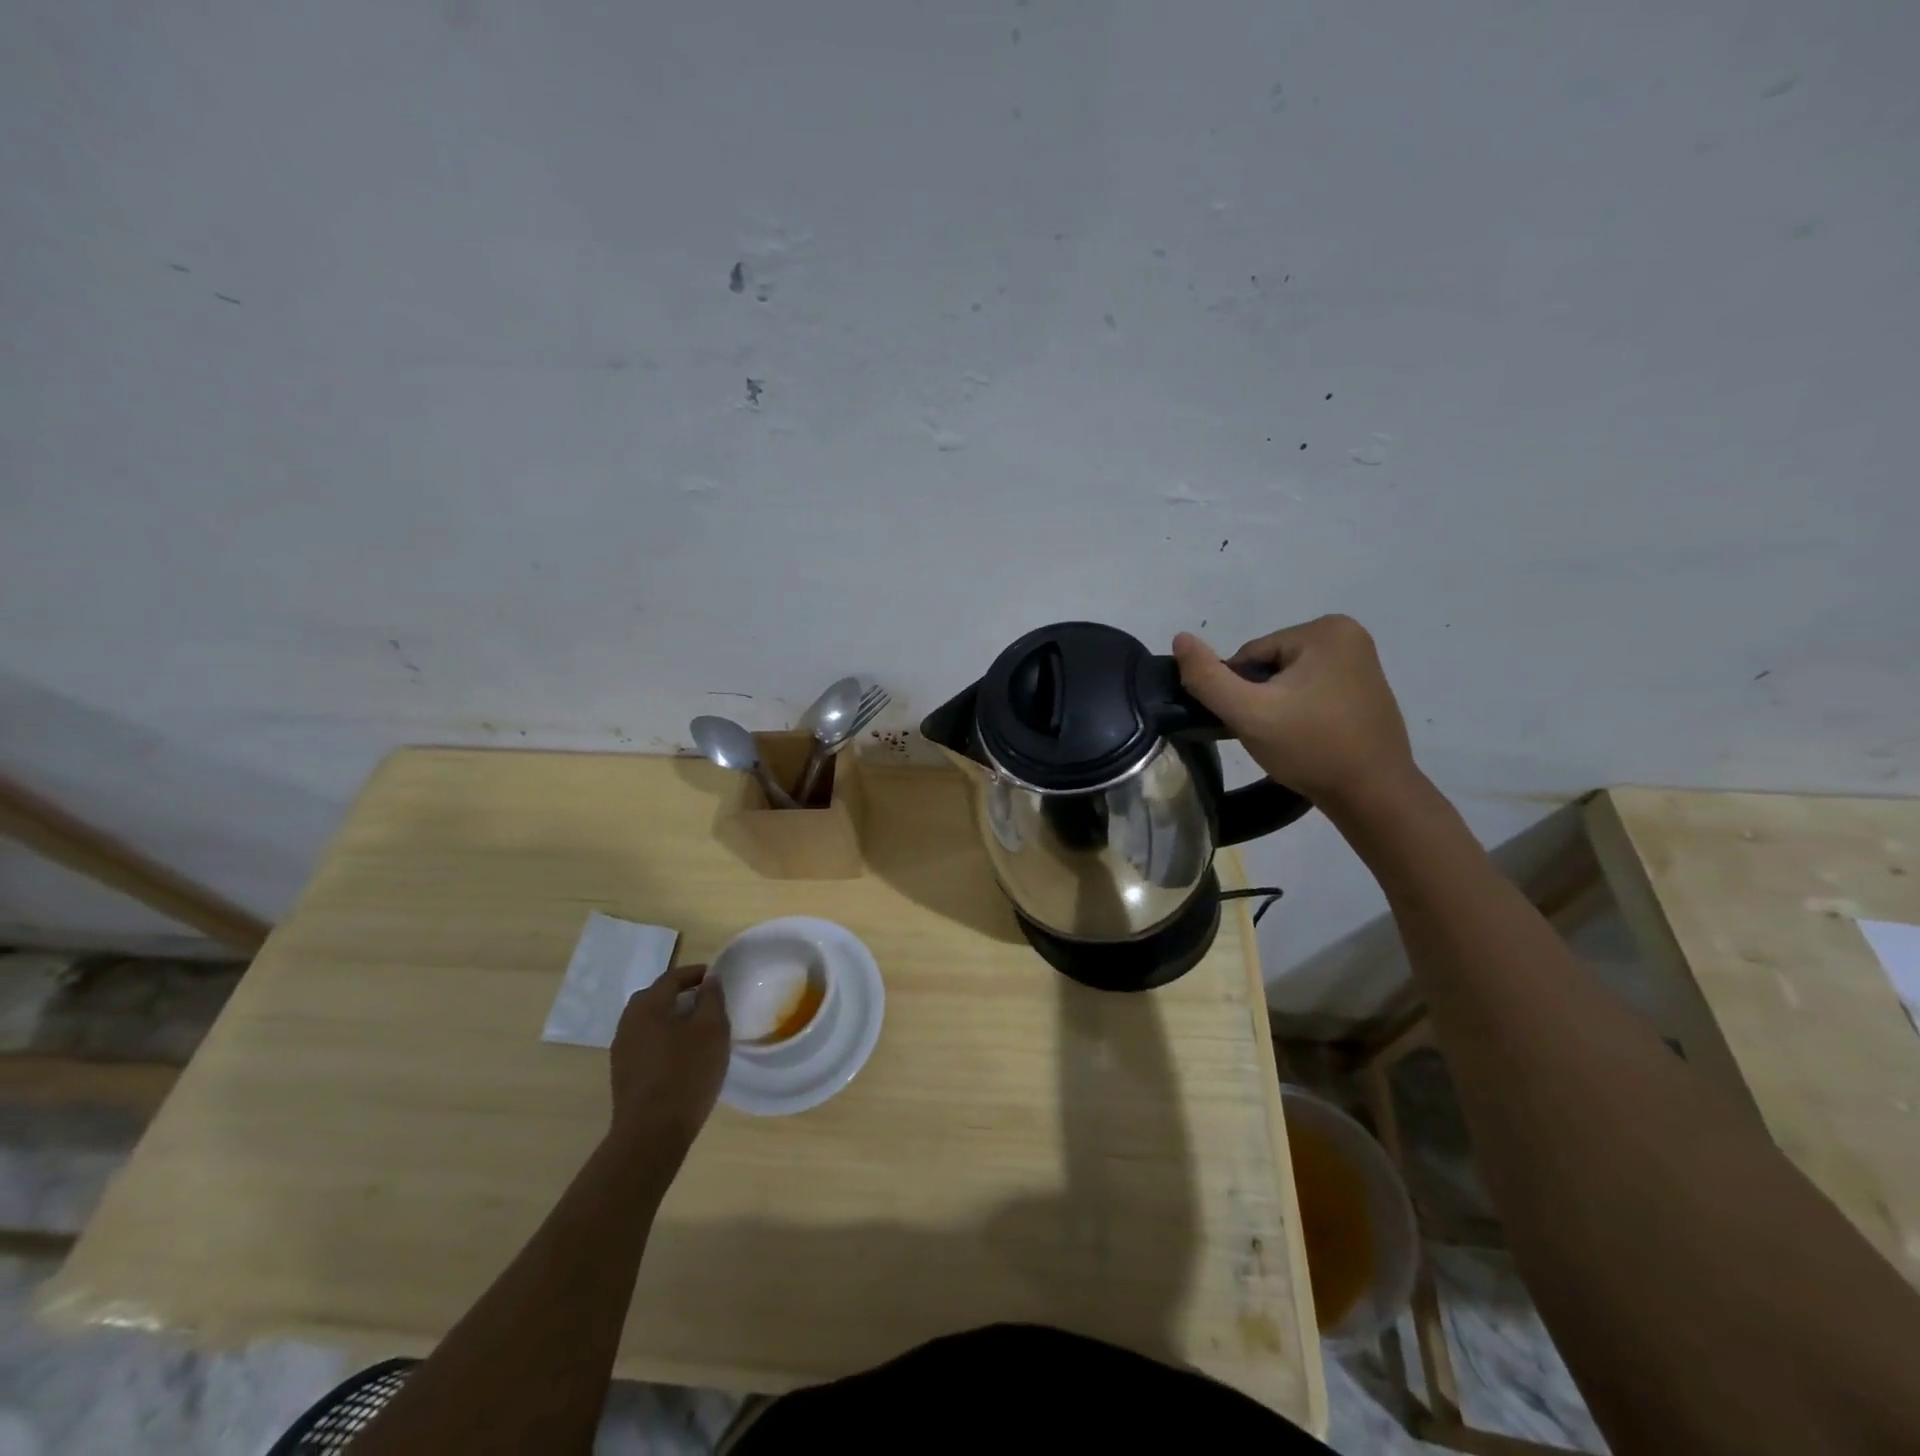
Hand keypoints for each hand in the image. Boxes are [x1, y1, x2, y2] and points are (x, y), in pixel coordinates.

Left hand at [608, 964, 729, 1155]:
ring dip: (669, 1017)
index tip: (714, 977)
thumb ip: (711, 999)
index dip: (694, 973)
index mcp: (647, 1007)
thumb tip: (708, 979)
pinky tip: (680, 1053)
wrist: (651, 1134)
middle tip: (703, 999)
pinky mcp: (623, 1074)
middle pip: (654, 997)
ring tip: (695, 1027)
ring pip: (648, 1022)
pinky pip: (645, 1042)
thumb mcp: (711, 1030)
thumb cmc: (686, 1074)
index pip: (671, 978)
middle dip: (678, 993)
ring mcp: (622, 1051)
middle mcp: (628, 1023)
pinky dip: (662, 1038)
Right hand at [1171, 615, 1417, 812]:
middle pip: (1270, 665)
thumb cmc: (1311, 748)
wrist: (1373, 795)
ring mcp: (1362, 661)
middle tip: (1270, 735)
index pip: (1250, 656)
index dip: (1240, 692)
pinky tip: (1307, 737)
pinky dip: (1301, 712)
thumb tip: (1180, 638)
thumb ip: (1208, 677)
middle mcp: (1348, 635)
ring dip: (1278, 707)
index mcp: (1325, 630)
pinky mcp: (1365, 687)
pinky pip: (1312, 690)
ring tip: (1288, 739)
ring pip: (1288, 680)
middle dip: (1261, 698)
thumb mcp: (1249, 713)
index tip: (1253, 723)